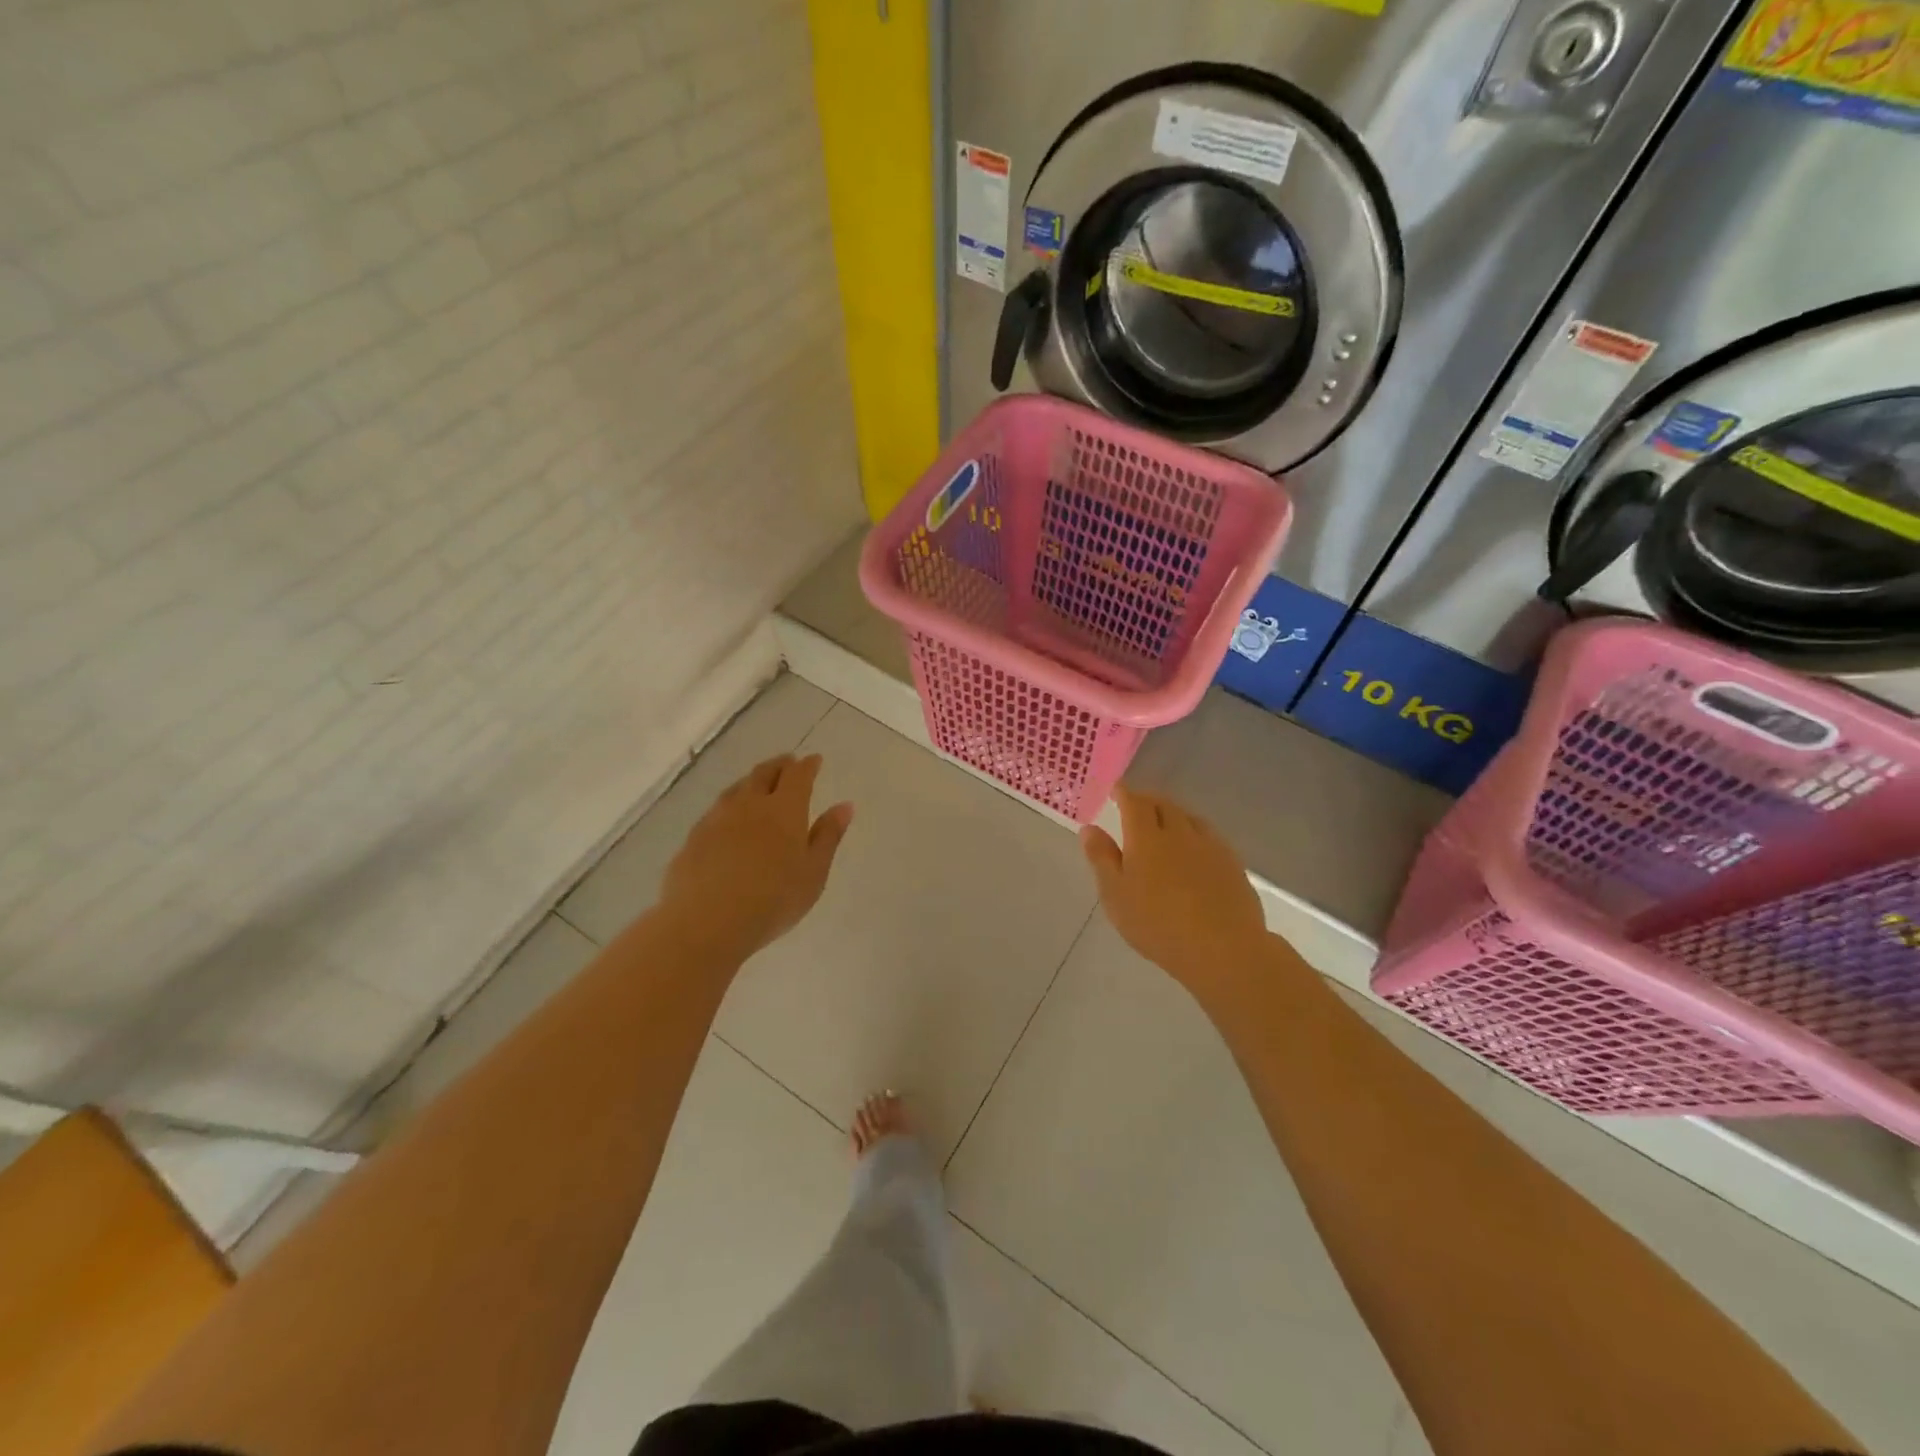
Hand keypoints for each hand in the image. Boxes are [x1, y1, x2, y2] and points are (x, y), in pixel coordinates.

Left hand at [659, 754, 852, 962]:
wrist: (707, 921)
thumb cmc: (773, 899)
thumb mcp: (814, 872)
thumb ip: (828, 836)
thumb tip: (844, 806)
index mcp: (785, 809)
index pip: (798, 775)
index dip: (807, 765)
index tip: (814, 760)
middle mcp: (750, 804)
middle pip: (764, 774)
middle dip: (779, 765)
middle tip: (787, 763)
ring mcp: (717, 819)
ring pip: (736, 789)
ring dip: (751, 781)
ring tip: (758, 785)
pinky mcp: (694, 838)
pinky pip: (715, 811)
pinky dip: (729, 806)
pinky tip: (728, 819)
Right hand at [1080, 787, 1271, 1008]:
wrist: (1223, 948)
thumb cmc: (1158, 923)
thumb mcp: (1116, 895)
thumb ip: (1102, 859)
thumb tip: (1089, 828)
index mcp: (1146, 837)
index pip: (1134, 802)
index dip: (1124, 793)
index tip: (1116, 789)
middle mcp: (1179, 832)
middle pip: (1163, 804)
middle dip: (1147, 800)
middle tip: (1137, 806)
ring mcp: (1210, 846)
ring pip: (1189, 818)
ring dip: (1173, 814)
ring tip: (1165, 823)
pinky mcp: (1232, 863)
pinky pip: (1209, 836)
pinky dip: (1195, 833)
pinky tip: (1195, 849)